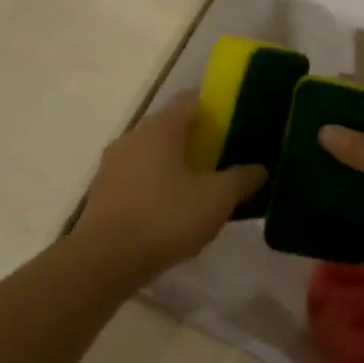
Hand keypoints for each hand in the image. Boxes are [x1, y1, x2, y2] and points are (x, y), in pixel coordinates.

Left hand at [74, 95, 265, 278]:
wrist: (105, 261)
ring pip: (154, 153)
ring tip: (203, 186)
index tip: (237, 125)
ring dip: (177, 164)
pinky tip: (174, 208)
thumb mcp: (217, 198)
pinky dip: (158, 184)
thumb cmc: (166, 217)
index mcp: (161, 127)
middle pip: (172, 127)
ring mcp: (114, 164)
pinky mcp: (104, 191)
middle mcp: (134, 136)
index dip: (217, 109)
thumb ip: (242, 179)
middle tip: (226, 158)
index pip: (192, 101)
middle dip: (199, 139)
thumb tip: (259, 169)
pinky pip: (139, 177)